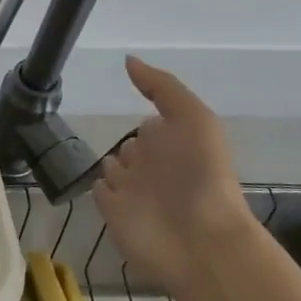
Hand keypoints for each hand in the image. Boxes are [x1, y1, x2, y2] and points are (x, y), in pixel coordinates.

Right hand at [92, 58, 255, 295]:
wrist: (199, 240)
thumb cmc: (201, 175)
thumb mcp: (193, 118)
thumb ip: (162, 87)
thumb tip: (128, 60)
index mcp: (175, 143)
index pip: (153, 125)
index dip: (148, 117)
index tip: (133, 110)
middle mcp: (154, 165)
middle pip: (131, 146)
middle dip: (126, 143)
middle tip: (121, 142)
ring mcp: (133, 191)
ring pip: (112, 167)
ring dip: (111, 164)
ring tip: (111, 164)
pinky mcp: (114, 213)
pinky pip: (100, 191)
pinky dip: (100, 185)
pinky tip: (100, 182)